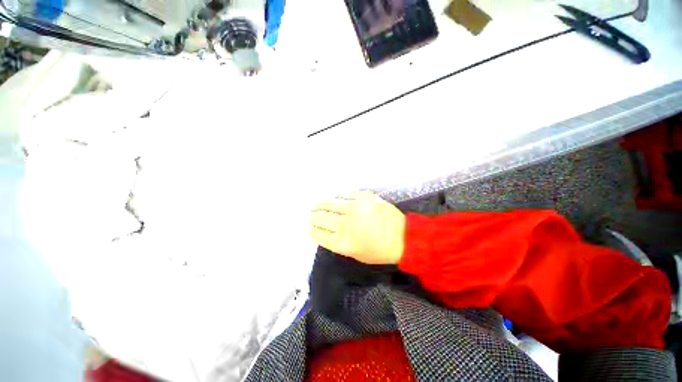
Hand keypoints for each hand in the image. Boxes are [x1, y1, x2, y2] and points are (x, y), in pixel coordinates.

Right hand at [310, 191, 405, 263]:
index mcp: (343, 242)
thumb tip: (326, 230)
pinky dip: (338, 196)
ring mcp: (355, 208)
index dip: (311, 229)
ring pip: (330, 203)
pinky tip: (335, 198)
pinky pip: (345, 194)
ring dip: (321, 204)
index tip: (310, 226)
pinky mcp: (364, 197)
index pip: (318, 233)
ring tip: (318, 204)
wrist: (403, 238)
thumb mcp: (355, 254)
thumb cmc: (379, 251)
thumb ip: (338, 242)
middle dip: (314, 216)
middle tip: (312, 213)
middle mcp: (346, 224)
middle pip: (321, 217)